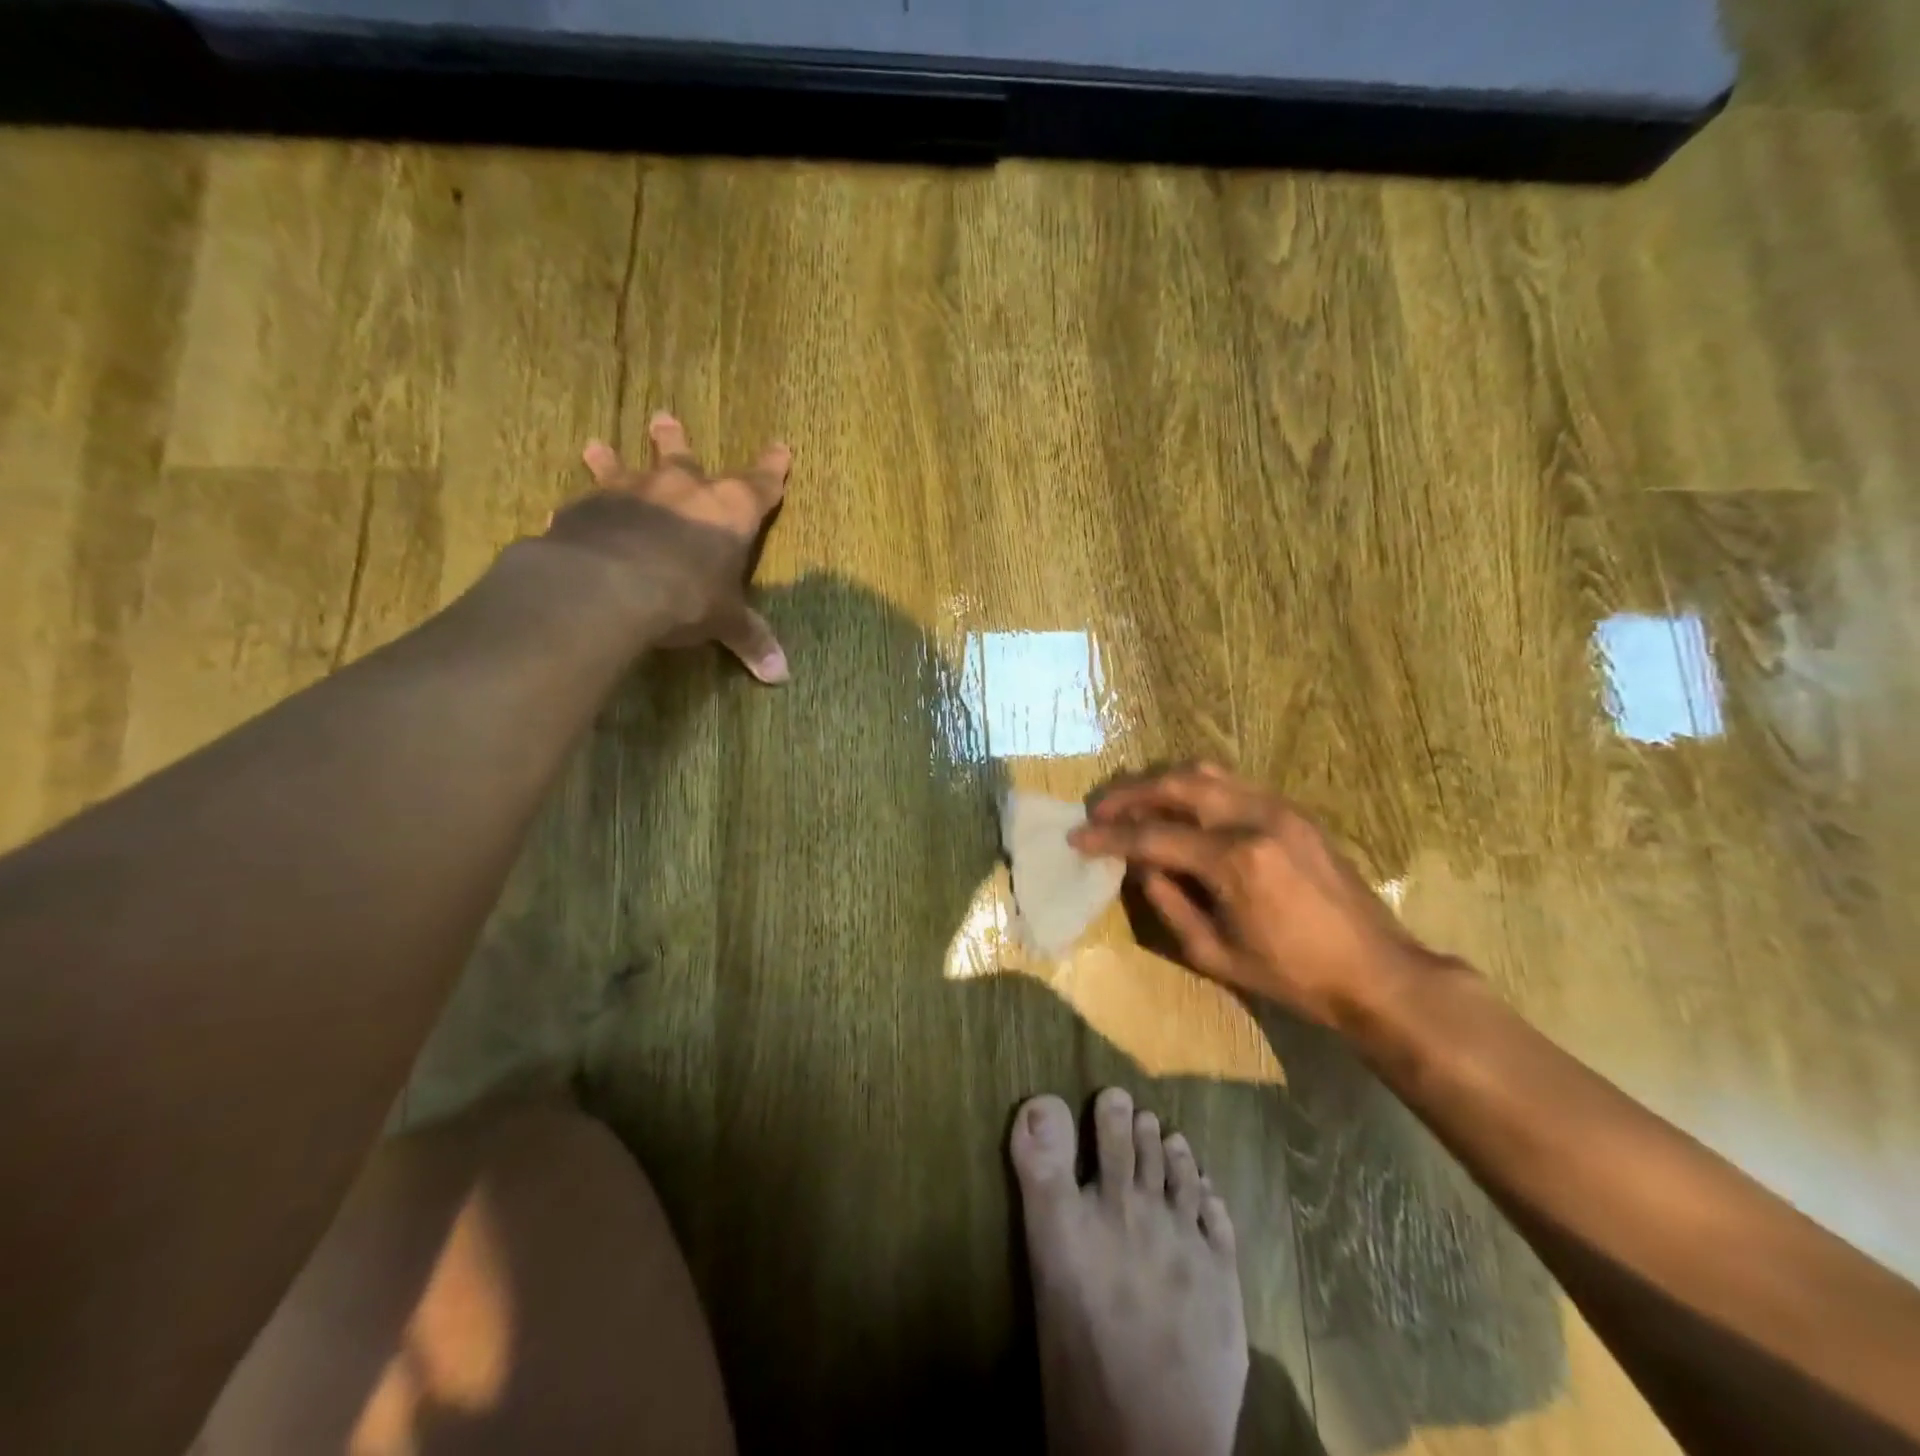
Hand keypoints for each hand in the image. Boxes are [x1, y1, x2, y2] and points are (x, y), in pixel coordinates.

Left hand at [543, 411, 791, 682]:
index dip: (772, 469)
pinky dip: (581, 506)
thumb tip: (780, 675)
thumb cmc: (687, 595)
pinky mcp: (586, 508)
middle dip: (676, 441)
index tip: (781, 448)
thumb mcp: (725, 621)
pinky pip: (584, 503)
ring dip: (613, 458)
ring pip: (623, 467)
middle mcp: (681, 490)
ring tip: (596, 445)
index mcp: (728, 511)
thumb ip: (749, 639)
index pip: (759, 485)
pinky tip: (565, 509)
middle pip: (683, 458)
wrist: (611, 584)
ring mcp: (630, 493)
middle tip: (664, 418)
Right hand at [1069, 764, 1438, 1027]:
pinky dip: (1197, 788)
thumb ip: (1168, 903)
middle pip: (1177, 785)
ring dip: (1163, 782)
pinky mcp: (1294, 811)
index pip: (1154, 836)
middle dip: (1130, 794)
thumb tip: (1139, 867)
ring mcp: (1279, 808)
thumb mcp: (1215, 954)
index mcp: (1235, 861)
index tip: (1077, 837)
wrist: (1376, 971)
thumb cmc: (1293, 976)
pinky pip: (1233, 784)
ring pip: (1206, 772)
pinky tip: (1182, 807)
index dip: (1109, 837)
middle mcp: (1255, 819)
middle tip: (1100, 810)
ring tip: (1136, 802)